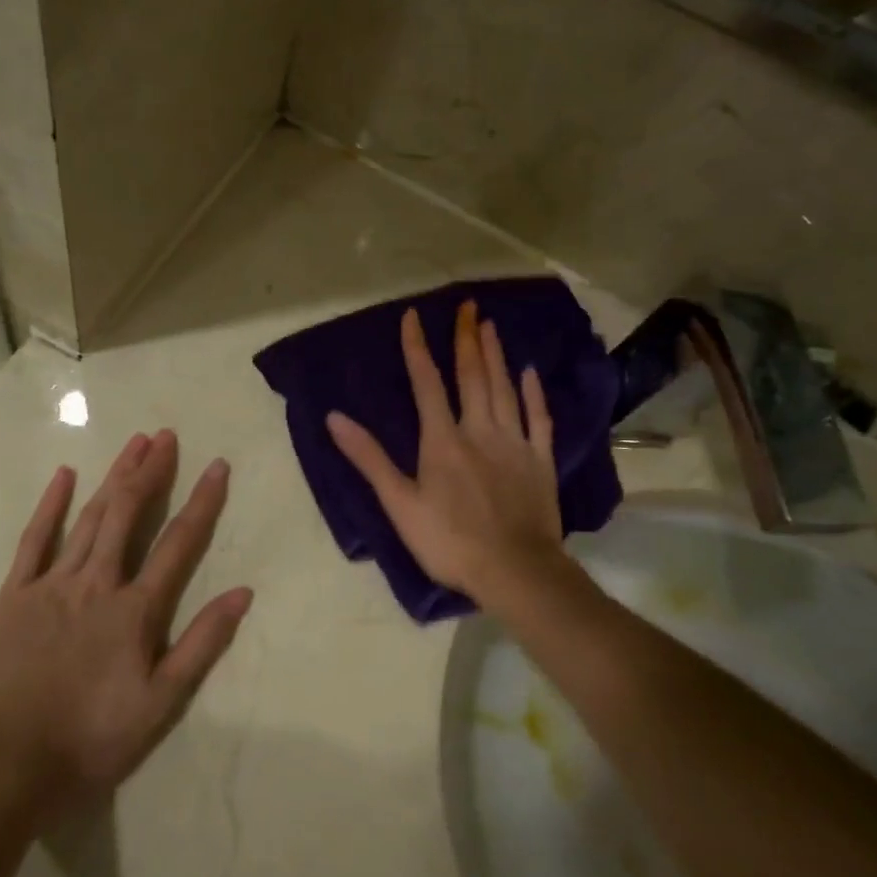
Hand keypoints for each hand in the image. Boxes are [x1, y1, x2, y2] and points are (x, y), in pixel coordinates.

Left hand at [0, 431, 251, 821]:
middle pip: (128, 515)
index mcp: (135, 610)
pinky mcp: (13, 596)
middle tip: (166, 436)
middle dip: (150, 471)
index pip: (178, 543)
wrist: (7, 767)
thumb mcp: (160, 702)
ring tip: (133, 444)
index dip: (202, 502)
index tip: (217, 465)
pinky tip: (64, 476)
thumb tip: (242, 593)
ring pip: (89, 518)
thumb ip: (202, 643)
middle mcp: (96, 584)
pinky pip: (33, 541)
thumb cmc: (91, 739)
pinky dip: (50, 506)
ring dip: (113, 478)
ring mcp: (51, 585)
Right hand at [327, 303, 564, 610]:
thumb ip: (369, 459)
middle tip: (468, 305)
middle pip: (471, 376)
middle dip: (466, 338)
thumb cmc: (449, 541)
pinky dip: (533, 394)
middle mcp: (479, 430)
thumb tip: (335, 418)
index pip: (426, 383)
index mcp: (442, 440)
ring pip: (504, 388)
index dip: (417, 348)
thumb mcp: (400, 504)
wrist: (515, 570)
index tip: (413, 316)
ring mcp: (515, 443)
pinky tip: (529, 373)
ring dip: (496, 355)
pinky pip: (539, 419)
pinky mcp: (541, 460)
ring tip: (491, 326)